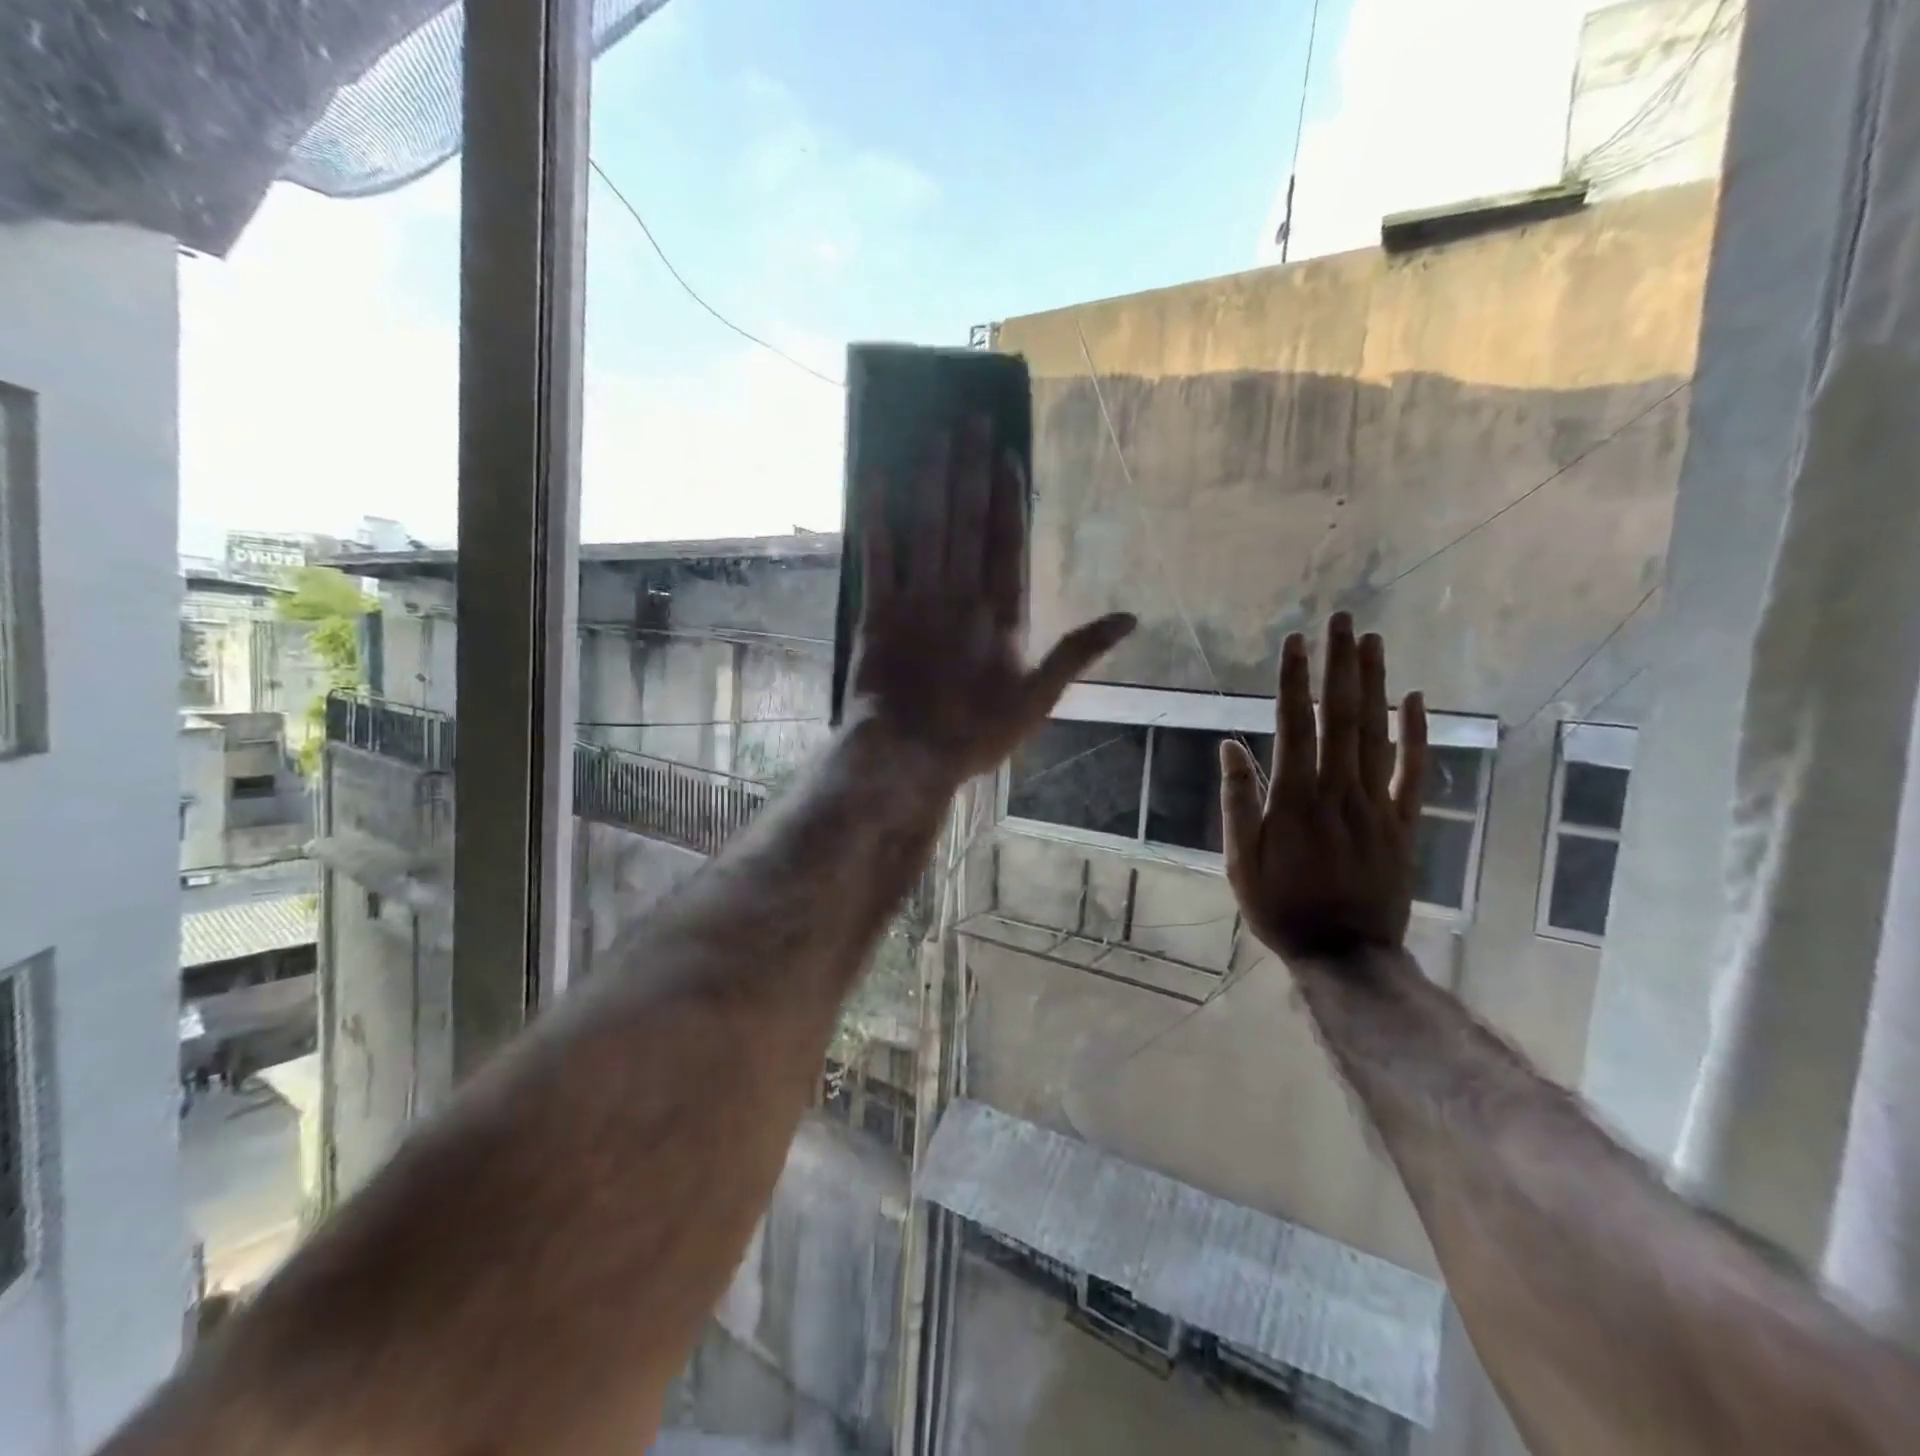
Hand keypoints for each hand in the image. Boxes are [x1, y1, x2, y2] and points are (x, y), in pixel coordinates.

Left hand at [847, 415, 1134, 781]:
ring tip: (935, 432)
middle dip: (969, 467)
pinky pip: (878, 555)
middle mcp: (960, 593)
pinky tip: (877, 478)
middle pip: (967, 520)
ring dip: (931, 478)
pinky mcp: (877, 612)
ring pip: (927, 526)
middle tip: (969, 416)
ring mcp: (916, 598)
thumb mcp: (1039, 700)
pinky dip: (877, 517)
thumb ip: (1079, 652)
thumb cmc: (977, 733)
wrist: (908, 755)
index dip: (1007, 496)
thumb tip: (1130, 619)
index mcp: (1000, 614)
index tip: (1005, 453)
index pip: (1006, 542)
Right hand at [1220, 613, 1427, 962]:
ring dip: (1374, 684)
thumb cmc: (1280, 906)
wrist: (1344, 953)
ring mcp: (1377, 805)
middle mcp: (1339, 792)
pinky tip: (1415, 698)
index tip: (1294, 642)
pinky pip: (1413, 771)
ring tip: (1371, 641)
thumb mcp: (1240, 861)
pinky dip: (1416, 734)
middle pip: (1341, 718)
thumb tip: (1229, 745)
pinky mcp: (1404, 822)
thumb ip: (1238, 801)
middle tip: (1341, 620)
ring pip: (1377, 734)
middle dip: (1340, 665)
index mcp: (1295, 800)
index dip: (1294, 682)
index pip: (1294, 726)